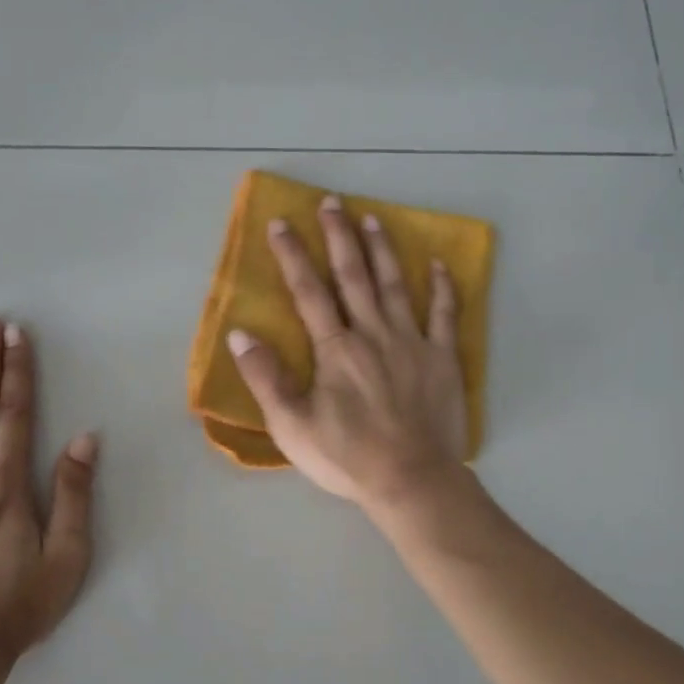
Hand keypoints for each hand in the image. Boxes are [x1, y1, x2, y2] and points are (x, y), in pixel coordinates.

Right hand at [227, 195, 467, 509]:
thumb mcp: (291, 425)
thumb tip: (239, 335)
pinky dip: (442, 288)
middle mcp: (372, 334)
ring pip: (394, 285)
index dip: (293, 255)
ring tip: (373, 218)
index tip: (281, 223)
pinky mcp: (442, 358)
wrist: (412, 480)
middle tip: (332, 202)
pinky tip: (438, 265)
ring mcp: (412, 342)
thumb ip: (265, 378)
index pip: (309, 291)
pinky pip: (444, 314)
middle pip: (353, 276)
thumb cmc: (347, 456)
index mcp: (335, 349)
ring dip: (382, 250)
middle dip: (339, 237)